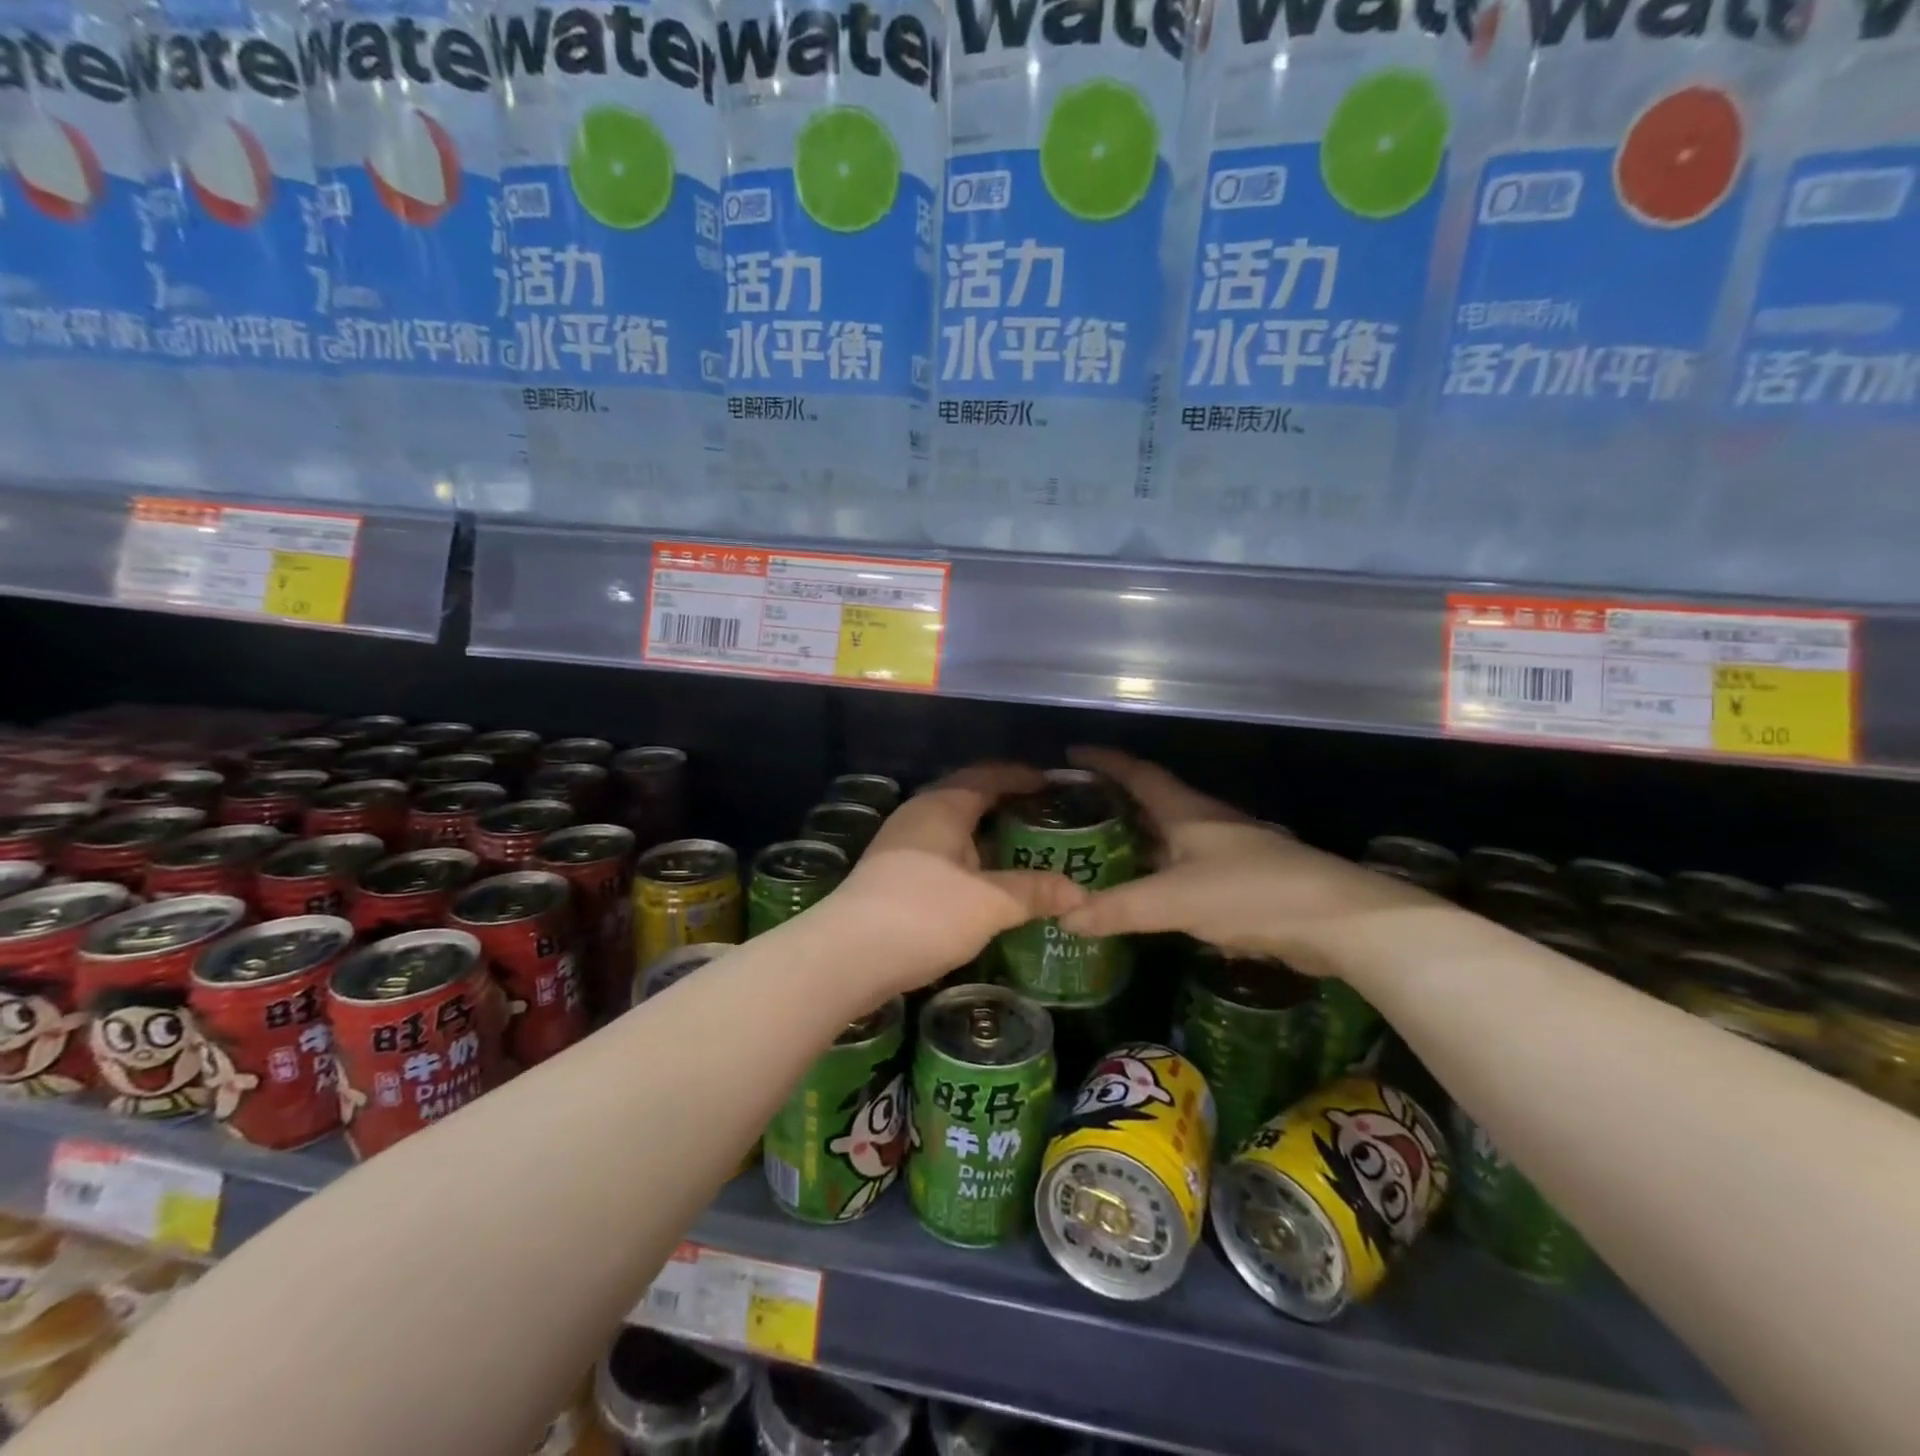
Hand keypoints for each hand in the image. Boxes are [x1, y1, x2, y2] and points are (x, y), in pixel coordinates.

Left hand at [829, 763, 1086, 992]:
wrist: (845, 957)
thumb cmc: (923, 914)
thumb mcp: (988, 903)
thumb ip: (1034, 892)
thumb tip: (1080, 893)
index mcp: (941, 807)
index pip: (986, 776)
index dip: (1020, 776)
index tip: (1051, 783)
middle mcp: (917, 816)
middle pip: (966, 797)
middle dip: (1003, 803)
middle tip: (1041, 816)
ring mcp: (899, 846)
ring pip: (951, 829)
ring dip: (984, 835)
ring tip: (1020, 849)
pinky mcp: (890, 876)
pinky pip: (939, 853)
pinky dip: (967, 859)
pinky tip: (983, 883)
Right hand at [1054, 748, 1431, 969]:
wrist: (1338, 921)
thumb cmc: (1249, 893)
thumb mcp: (1173, 900)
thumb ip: (1117, 908)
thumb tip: (1064, 915)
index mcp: (1186, 812)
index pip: (1137, 774)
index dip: (1104, 761)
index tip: (1071, 755)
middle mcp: (1206, 823)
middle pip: (1152, 802)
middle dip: (1114, 802)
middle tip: (1072, 812)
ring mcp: (1227, 852)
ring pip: (1170, 837)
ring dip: (1138, 840)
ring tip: (1099, 853)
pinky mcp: (1242, 882)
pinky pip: (1186, 868)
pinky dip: (1160, 873)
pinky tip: (1146, 893)